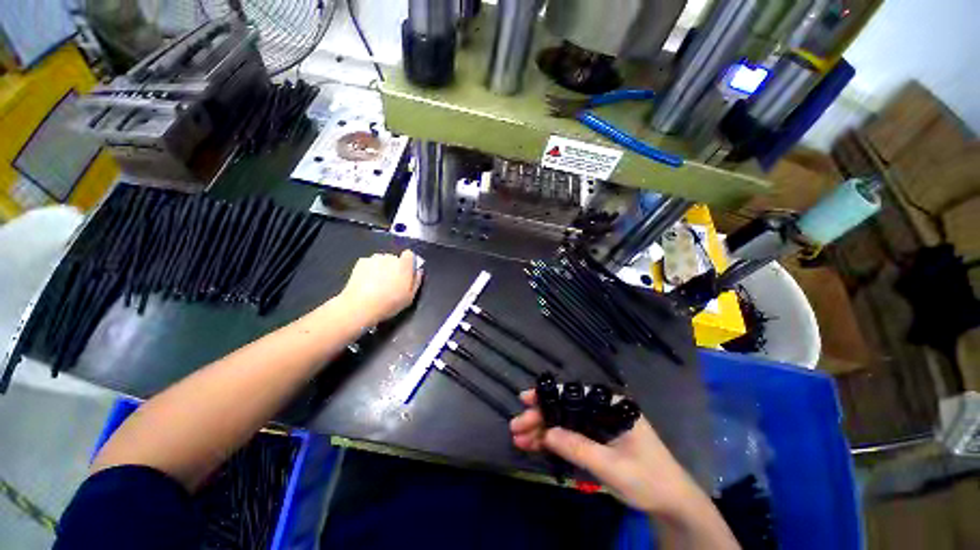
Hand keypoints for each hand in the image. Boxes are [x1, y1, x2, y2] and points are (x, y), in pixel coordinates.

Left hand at [338, 250, 422, 324]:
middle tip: (392, 283)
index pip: (409, 254)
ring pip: (381, 261)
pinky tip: (367, 283)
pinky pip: (369, 264)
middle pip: (395, 258)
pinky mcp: (360, 262)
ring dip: (382, 268)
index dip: (408, 263)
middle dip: (394, 267)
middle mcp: (390, 258)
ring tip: (378, 284)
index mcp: (404, 265)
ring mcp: (374, 259)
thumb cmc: (389, 303)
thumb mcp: (410, 297)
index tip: (407, 273)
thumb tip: (418, 271)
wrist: (360, 306)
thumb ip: (417, 281)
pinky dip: (370, 270)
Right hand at [510, 389, 701, 516]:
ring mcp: (597, 427)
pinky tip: (533, 446)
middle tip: (516, 426)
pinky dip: (551, 442)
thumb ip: (578, 447)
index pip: (573, 394)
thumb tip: (546, 433)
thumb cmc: (648, 479)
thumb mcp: (612, 466)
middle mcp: (601, 411)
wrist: (670, 505)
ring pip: (563, 423)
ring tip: (518, 439)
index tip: (525, 399)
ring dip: (541, 430)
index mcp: (610, 406)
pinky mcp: (594, 442)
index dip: (547, 395)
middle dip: (539, 417)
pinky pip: (568, 438)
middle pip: (564, 408)